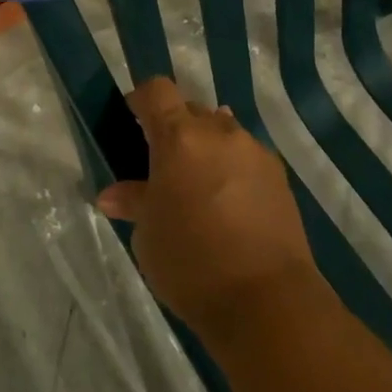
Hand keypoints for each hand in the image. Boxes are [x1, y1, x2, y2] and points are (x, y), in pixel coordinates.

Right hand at [96, 78, 323, 341]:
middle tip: (163, 166)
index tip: (133, 124)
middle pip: (190, 109)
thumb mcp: (148, 234)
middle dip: (174, 128)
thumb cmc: (192, 263)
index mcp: (179, 137)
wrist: (267, 301)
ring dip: (206, 147)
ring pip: (222, 131)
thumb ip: (133, 201)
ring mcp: (254, 152)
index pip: (156, 90)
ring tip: (199, 186)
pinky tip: (229, 204)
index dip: (141, 100)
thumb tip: (111, 195)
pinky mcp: (280, 176)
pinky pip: (247, 156)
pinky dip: (233, 168)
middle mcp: (219, 132)